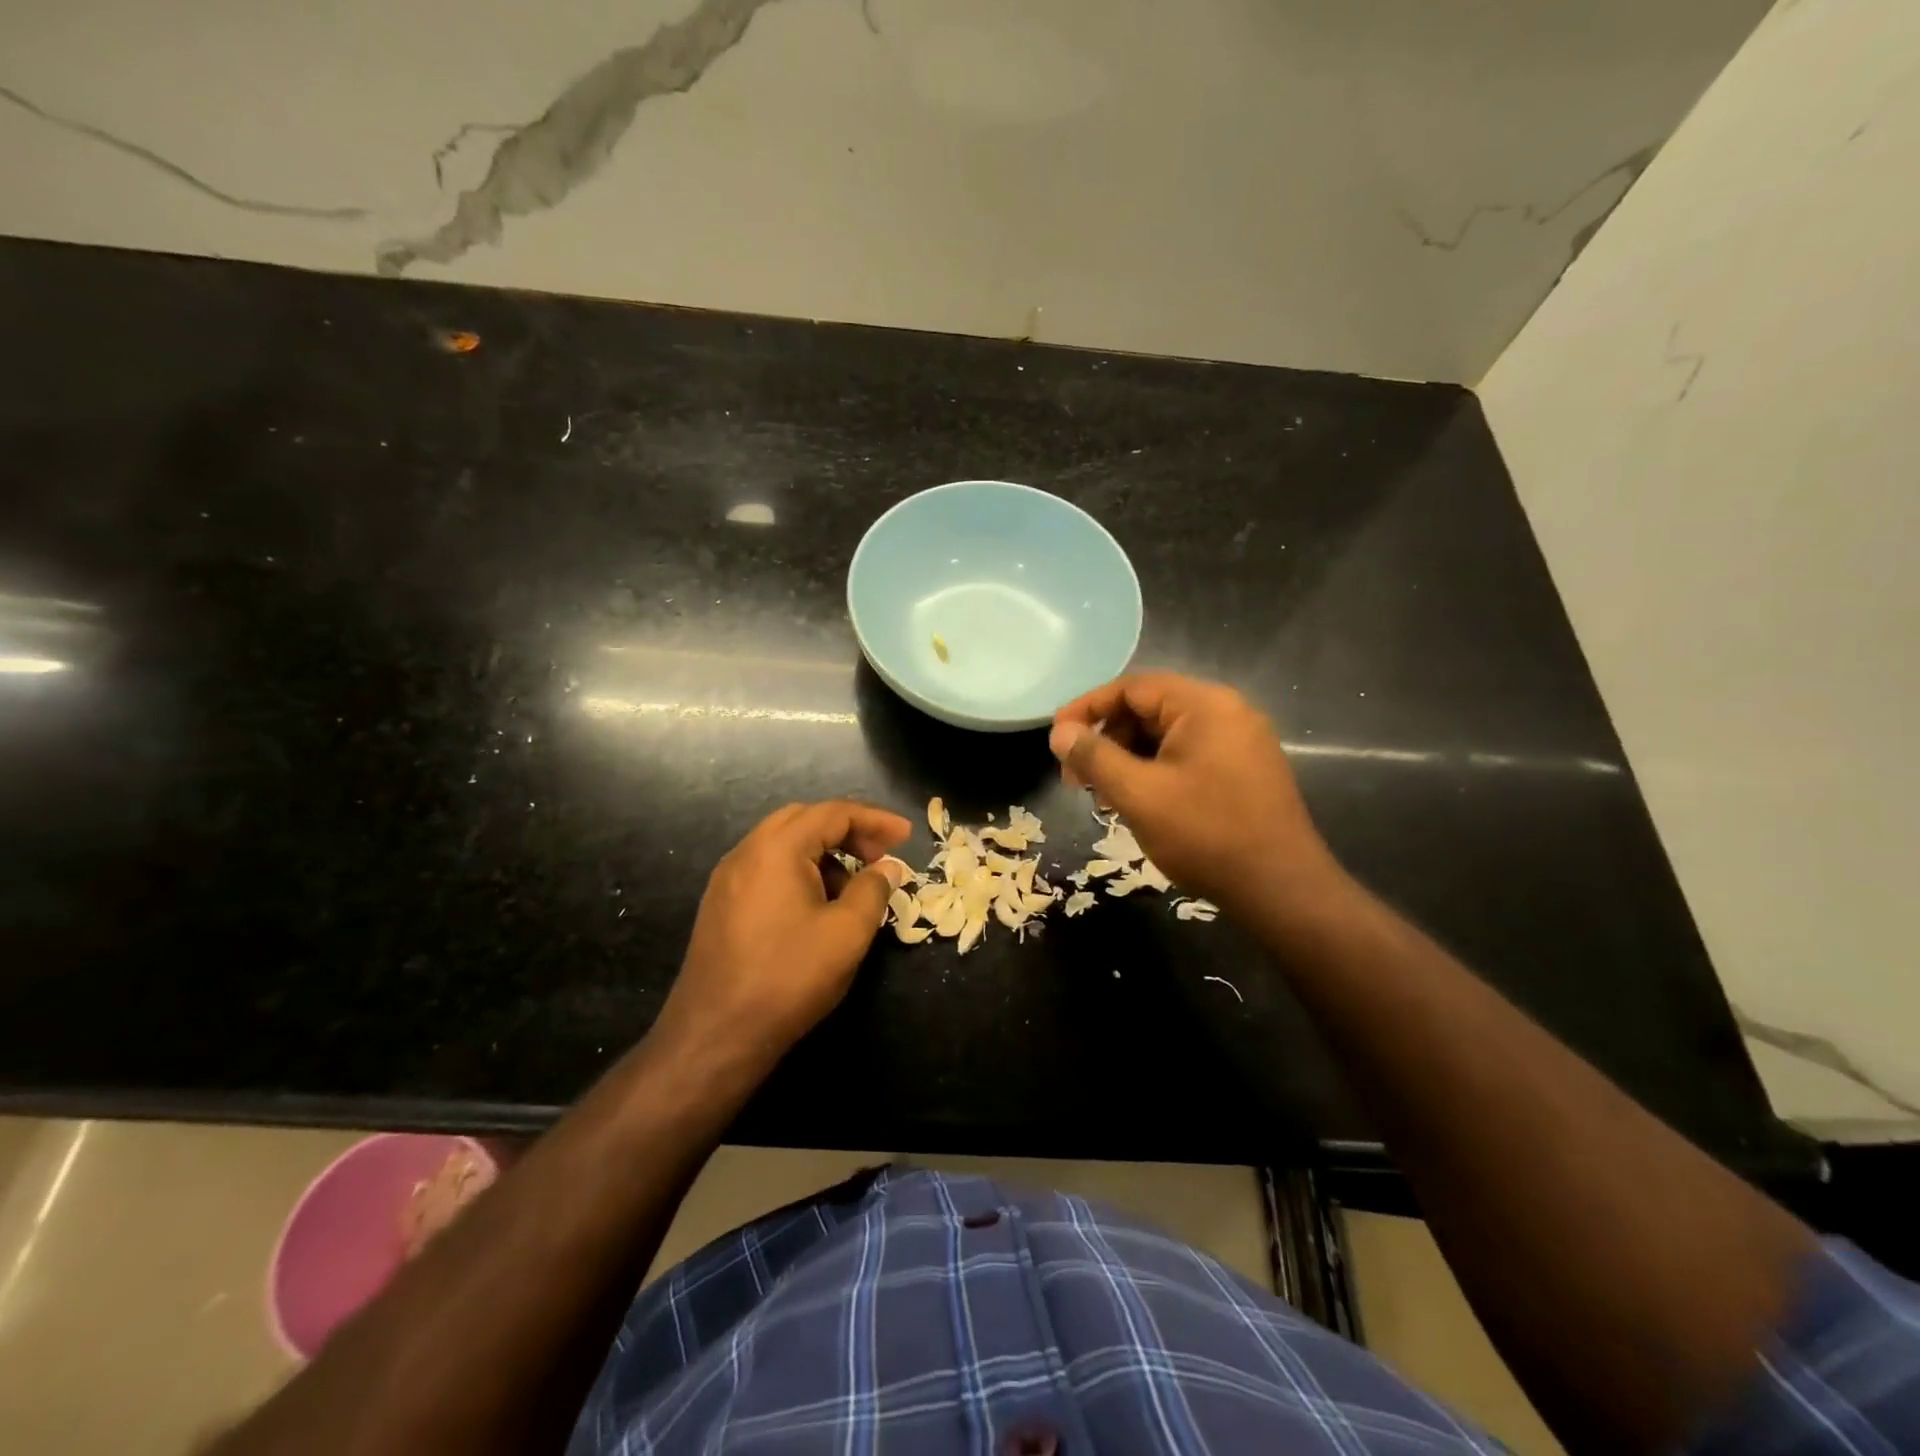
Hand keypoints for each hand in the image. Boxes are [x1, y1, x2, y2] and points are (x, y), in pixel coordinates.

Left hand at [655, 800, 911, 1066]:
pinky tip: (819, 906)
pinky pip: (767, 868)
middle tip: (880, 856)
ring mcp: (728, 879)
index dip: (875, 820)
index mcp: (777, 848)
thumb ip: (873, 890)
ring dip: (824, 852)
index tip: (907, 836)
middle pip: (805, 819)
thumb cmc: (788, 977)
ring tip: (854, 885)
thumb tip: (888, 867)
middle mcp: (746, 852)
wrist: (715, 1035)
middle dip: (848, 831)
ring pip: (784, 844)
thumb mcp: (846, 933)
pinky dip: (800, 870)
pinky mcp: (721, 905)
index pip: (833, 812)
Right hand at [1049, 673, 1342, 919]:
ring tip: (1103, 795)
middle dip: (1106, 739)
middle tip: (1076, 777)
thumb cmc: (1206, 835)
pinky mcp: (1245, 769)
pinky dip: (1155, 770)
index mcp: (1204, 705)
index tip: (1056, 738)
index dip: (1087, 708)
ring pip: (1166, 736)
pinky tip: (1138, 801)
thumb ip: (1095, 757)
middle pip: (1149, 709)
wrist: (1282, 890)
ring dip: (1127, 758)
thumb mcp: (1139, 795)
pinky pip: (1187, 755)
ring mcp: (1240, 741)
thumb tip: (1060, 732)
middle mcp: (1226, 712)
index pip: (1132, 688)